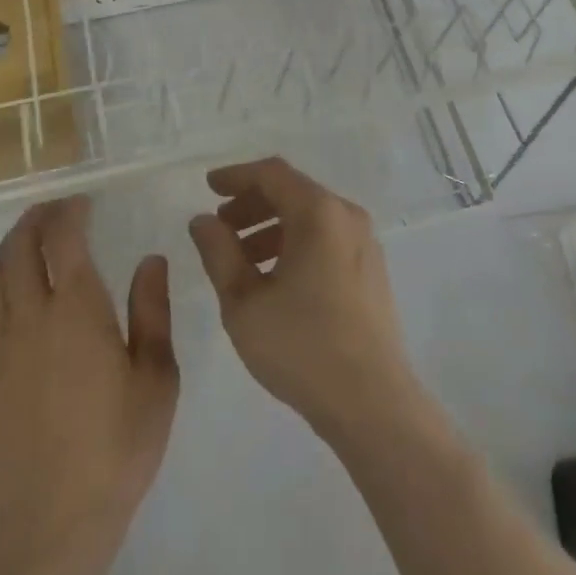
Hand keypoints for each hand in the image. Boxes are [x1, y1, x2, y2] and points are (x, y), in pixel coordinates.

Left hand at [0, 197, 178, 566]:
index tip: (83, 202)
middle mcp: (31, 317)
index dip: (69, 212)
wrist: (50, 524)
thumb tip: (151, 259)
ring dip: (11, 248)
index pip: (64, 239)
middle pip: (19, 248)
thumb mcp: (157, 378)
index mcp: (77, 310)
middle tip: (56, 211)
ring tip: (32, 243)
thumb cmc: (117, 446)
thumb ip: (152, 311)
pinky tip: (11, 295)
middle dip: (35, 220)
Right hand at [188, 157, 420, 443]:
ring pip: (310, 218)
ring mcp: (364, 242)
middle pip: (293, 192)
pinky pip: (327, 238)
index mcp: (319, 212)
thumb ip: (219, 253)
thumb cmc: (301, 346)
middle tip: (220, 228)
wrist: (372, 401)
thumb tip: (203, 220)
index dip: (237, 176)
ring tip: (240, 260)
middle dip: (252, 204)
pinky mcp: (371, 268)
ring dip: (271, 228)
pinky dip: (295, 244)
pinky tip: (274, 278)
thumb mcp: (244, 302)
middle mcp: (346, 215)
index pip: (273, 174)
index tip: (208, 187)